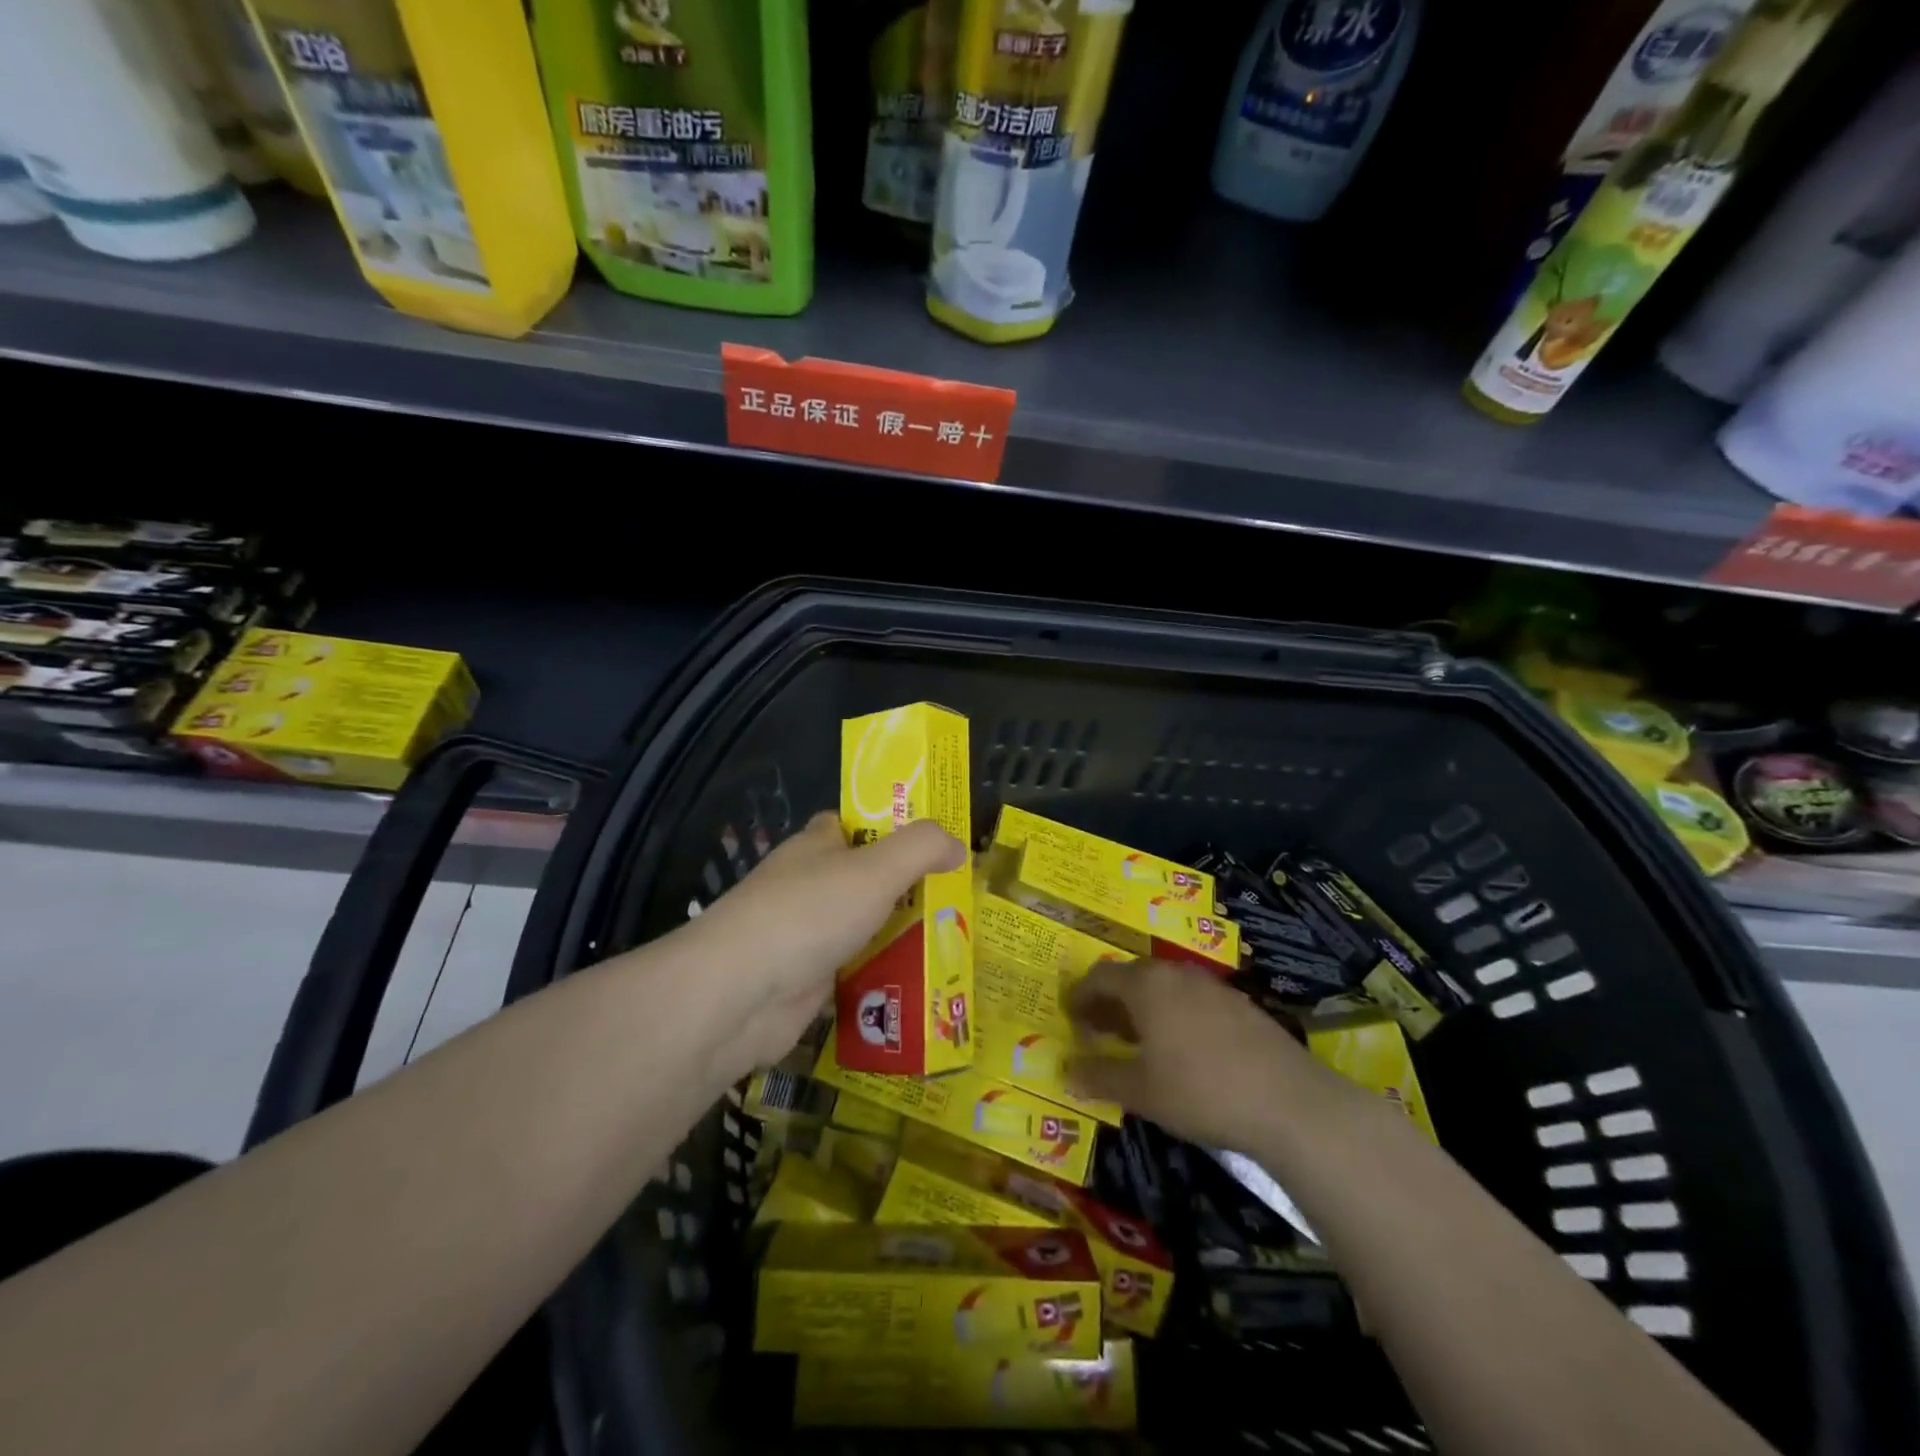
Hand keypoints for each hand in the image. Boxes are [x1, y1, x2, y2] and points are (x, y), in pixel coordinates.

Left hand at [676, 811, 965, 1074]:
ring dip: (898, 937)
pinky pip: (855, 972)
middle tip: (957, 900)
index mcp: (815, 847)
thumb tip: (959, 845)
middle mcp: (807, 885)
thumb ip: (922, 848)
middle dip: (906, 889)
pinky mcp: (806, 982)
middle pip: (864, 880)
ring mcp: (804, 935)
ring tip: (953, 944)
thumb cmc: (810, 913)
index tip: (932, 842)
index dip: (889, 827)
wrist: (741, 994)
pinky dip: (881, 978)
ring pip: (862, 928)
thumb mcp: (877, 868)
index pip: (852, 824)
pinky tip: (919, 986)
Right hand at [1065, 959, 1354, 1154]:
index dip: (1079, 997)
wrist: (1289, 1102)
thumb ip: (1098, 1076)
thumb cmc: (1200, 1090)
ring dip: (1141, 1008)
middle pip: (1131, 977)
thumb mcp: (1140, 1090)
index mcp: (1146, 984)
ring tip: (1135, 1041)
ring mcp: (1211, 986)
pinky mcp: (1239, 1004)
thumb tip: (1065, 1070)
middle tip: (1097, 1031)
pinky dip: (1172, 1015)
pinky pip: (1191, 1000)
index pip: (1099, 977)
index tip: (1069, 1018)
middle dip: (1109, 1002)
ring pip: (1163, 987)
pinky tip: (1179, 1049)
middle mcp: (1175, 973)